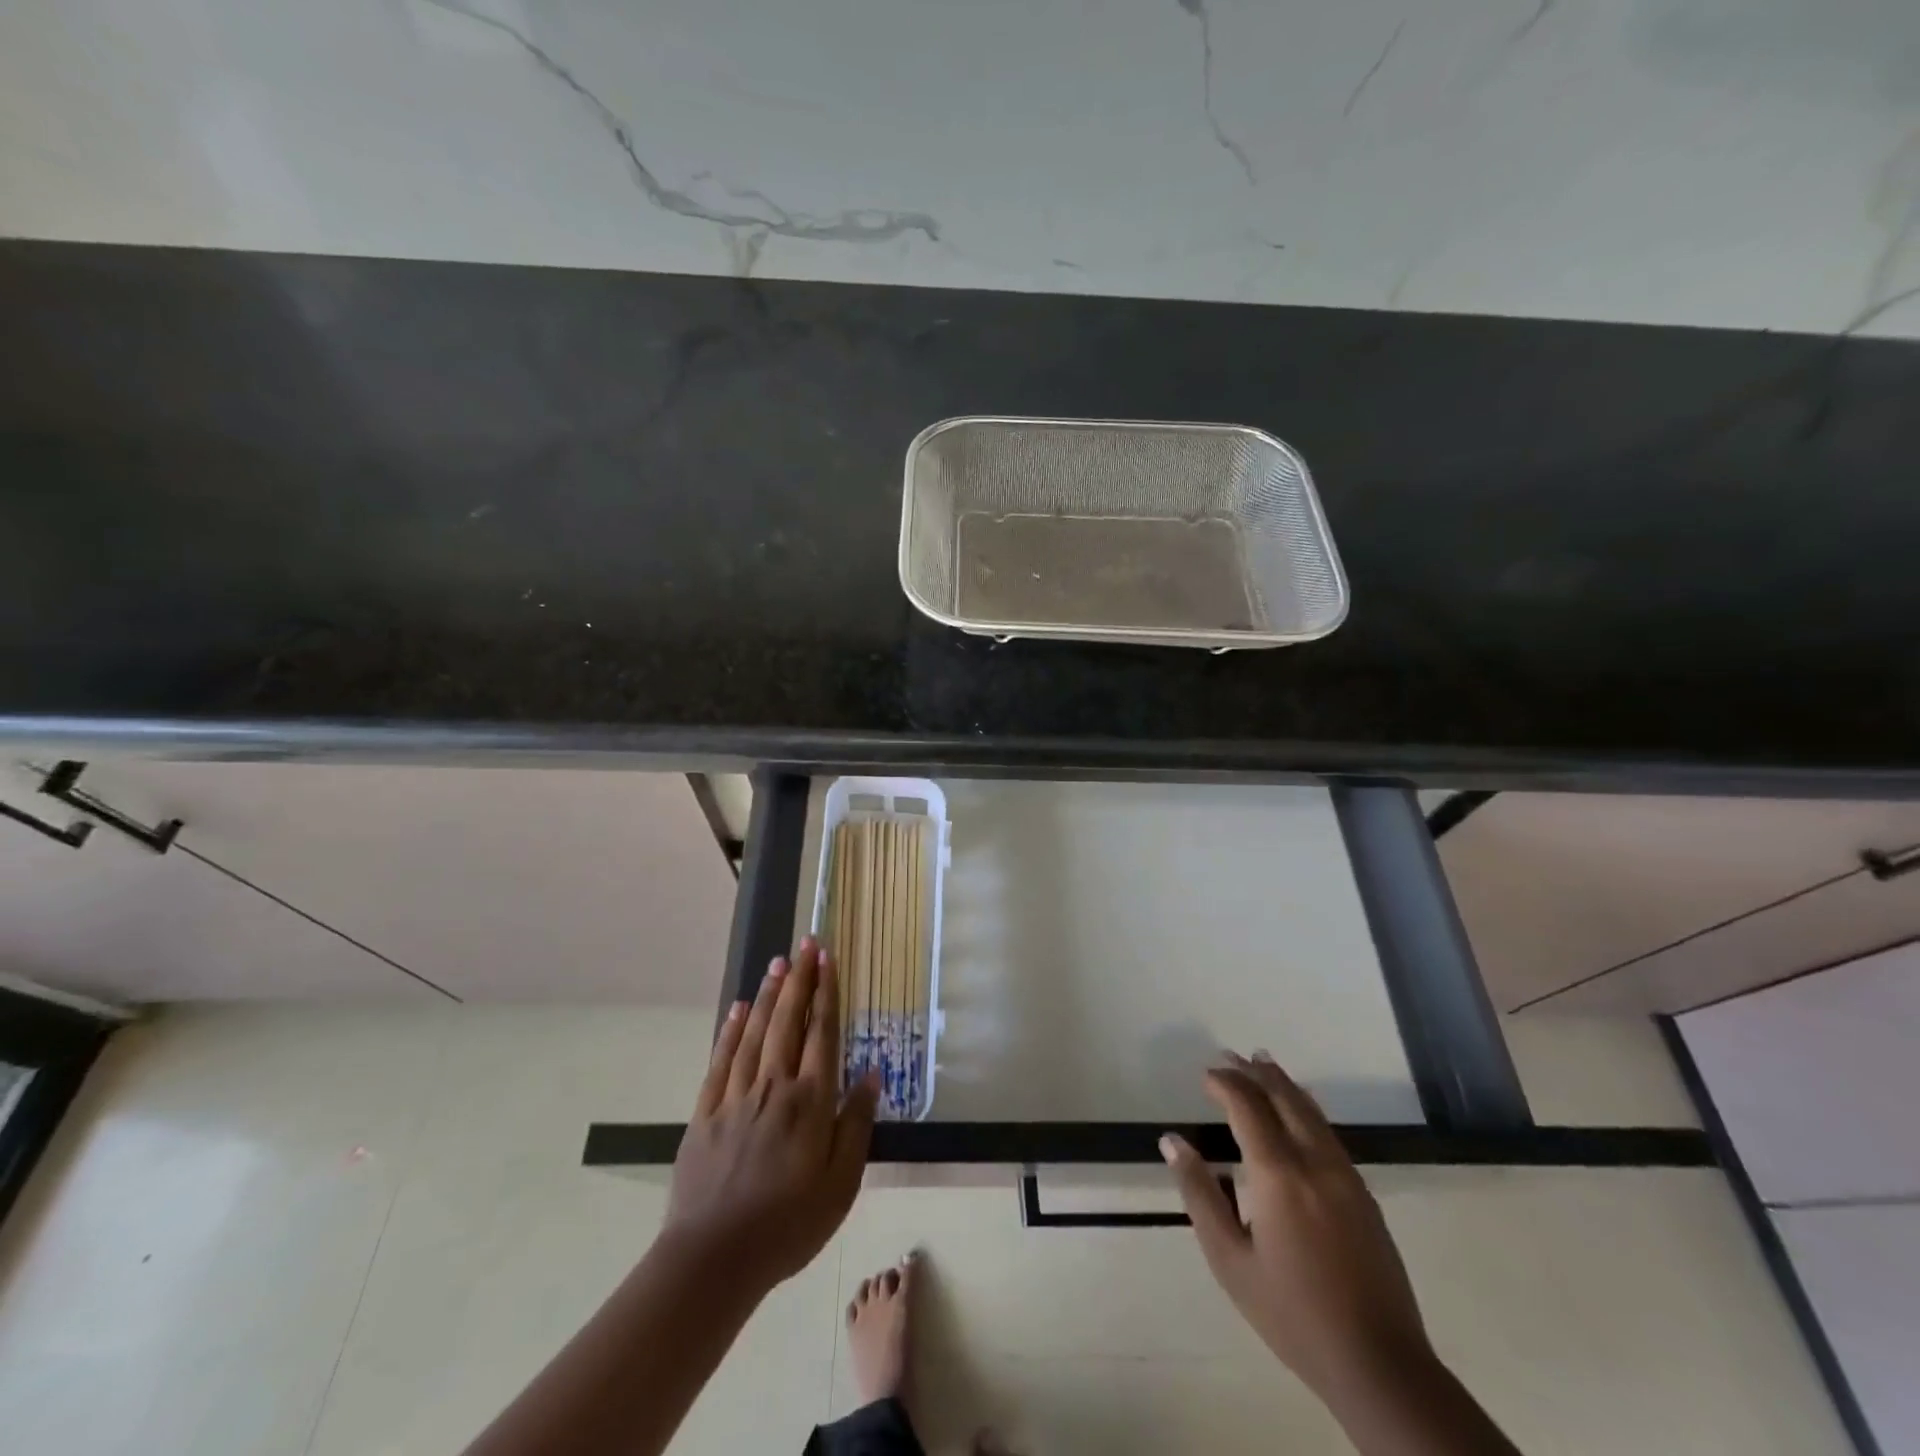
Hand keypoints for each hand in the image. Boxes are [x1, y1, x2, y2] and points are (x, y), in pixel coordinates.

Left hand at [664, 937, 876, 1298]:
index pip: (822, 1034)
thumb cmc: (788, 1226)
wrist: (713, 1260)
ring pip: (754, 1032)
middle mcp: (773, 1087)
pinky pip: (720, 1060)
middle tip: (805, 944)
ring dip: (768, 994)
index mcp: (809, 1102)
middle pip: (788, 1021)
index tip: (828, 959)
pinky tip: (738, 1009)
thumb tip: (871, 1074)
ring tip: (778, 963)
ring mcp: (735, 1096)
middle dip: (799, 980)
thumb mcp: (841, 1185)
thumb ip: (856, 1125)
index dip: (827, 994)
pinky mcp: (706, 1112)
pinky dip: (730, 1030)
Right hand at [1162, 1052, 1433, 1404]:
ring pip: (1312, 1112)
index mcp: (1278, 1174)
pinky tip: (1299, 1112)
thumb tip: (1172, 1141)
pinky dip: (1306, 1108)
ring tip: (1263, 1064)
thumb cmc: (1292, 1314)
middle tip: (1231, 1056)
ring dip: (1284, 1084)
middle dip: (1255, 1073)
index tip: (1205, 1075)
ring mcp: (1346, 1177)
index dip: (1225, 1083)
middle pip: (1284, 1098)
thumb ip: (1199, 1194)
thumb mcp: (1230, 1260)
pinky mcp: (1364, 1195)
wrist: (1380, 1366)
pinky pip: (1329, 1133)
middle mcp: (1315, 1162)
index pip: (1248, 1107)